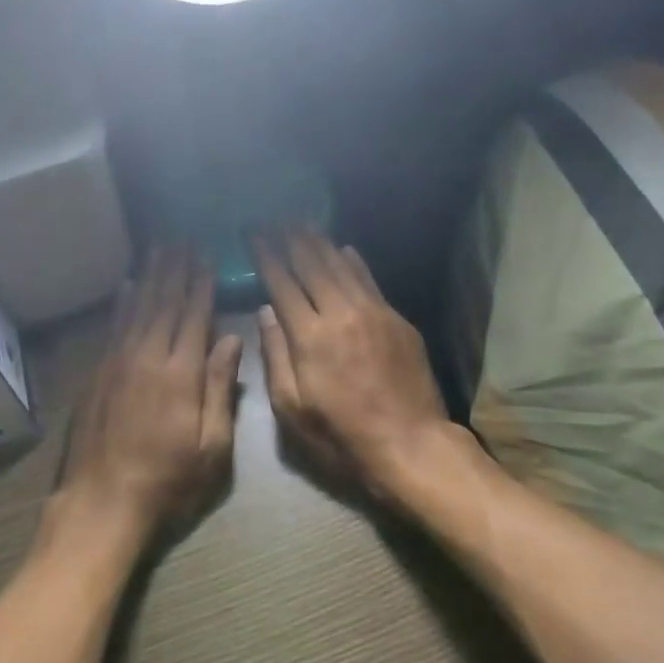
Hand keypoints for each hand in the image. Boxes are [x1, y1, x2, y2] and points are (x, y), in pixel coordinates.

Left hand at [57, 249, 243, 546]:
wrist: (102, 504)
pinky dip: (121, 303)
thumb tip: (231, 339)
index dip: (201, 284)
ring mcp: (117, 363)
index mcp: (181, 374)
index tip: (207, 256)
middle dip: (176, 270)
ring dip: (150, 276)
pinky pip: (112, 327)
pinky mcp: (97, 374)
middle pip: (164, 303)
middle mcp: (147, 357)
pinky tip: (126, 285)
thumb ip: (220, 389)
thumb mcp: (212, 446)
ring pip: (137, 308)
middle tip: (183, 240)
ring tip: (158, 249)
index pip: (194, 316)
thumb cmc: (168, 481)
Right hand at [251, 229, 449, 498]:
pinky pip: (370, 280)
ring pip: (341, 266)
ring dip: (320, 242)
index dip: (266, 255)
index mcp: (309, 336)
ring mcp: (373, 312)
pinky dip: (354, 262)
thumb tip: (266, 311)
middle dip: (290, 238)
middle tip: (276, 218)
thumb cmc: (341, 436)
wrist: (410, 444)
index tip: (253, 233)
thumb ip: (276, 355)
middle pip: (312, 264)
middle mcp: (340, 313)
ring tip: (303, 223)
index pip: (282, 283)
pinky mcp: (397, 319)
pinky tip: (344, 249)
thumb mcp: (292, 408)